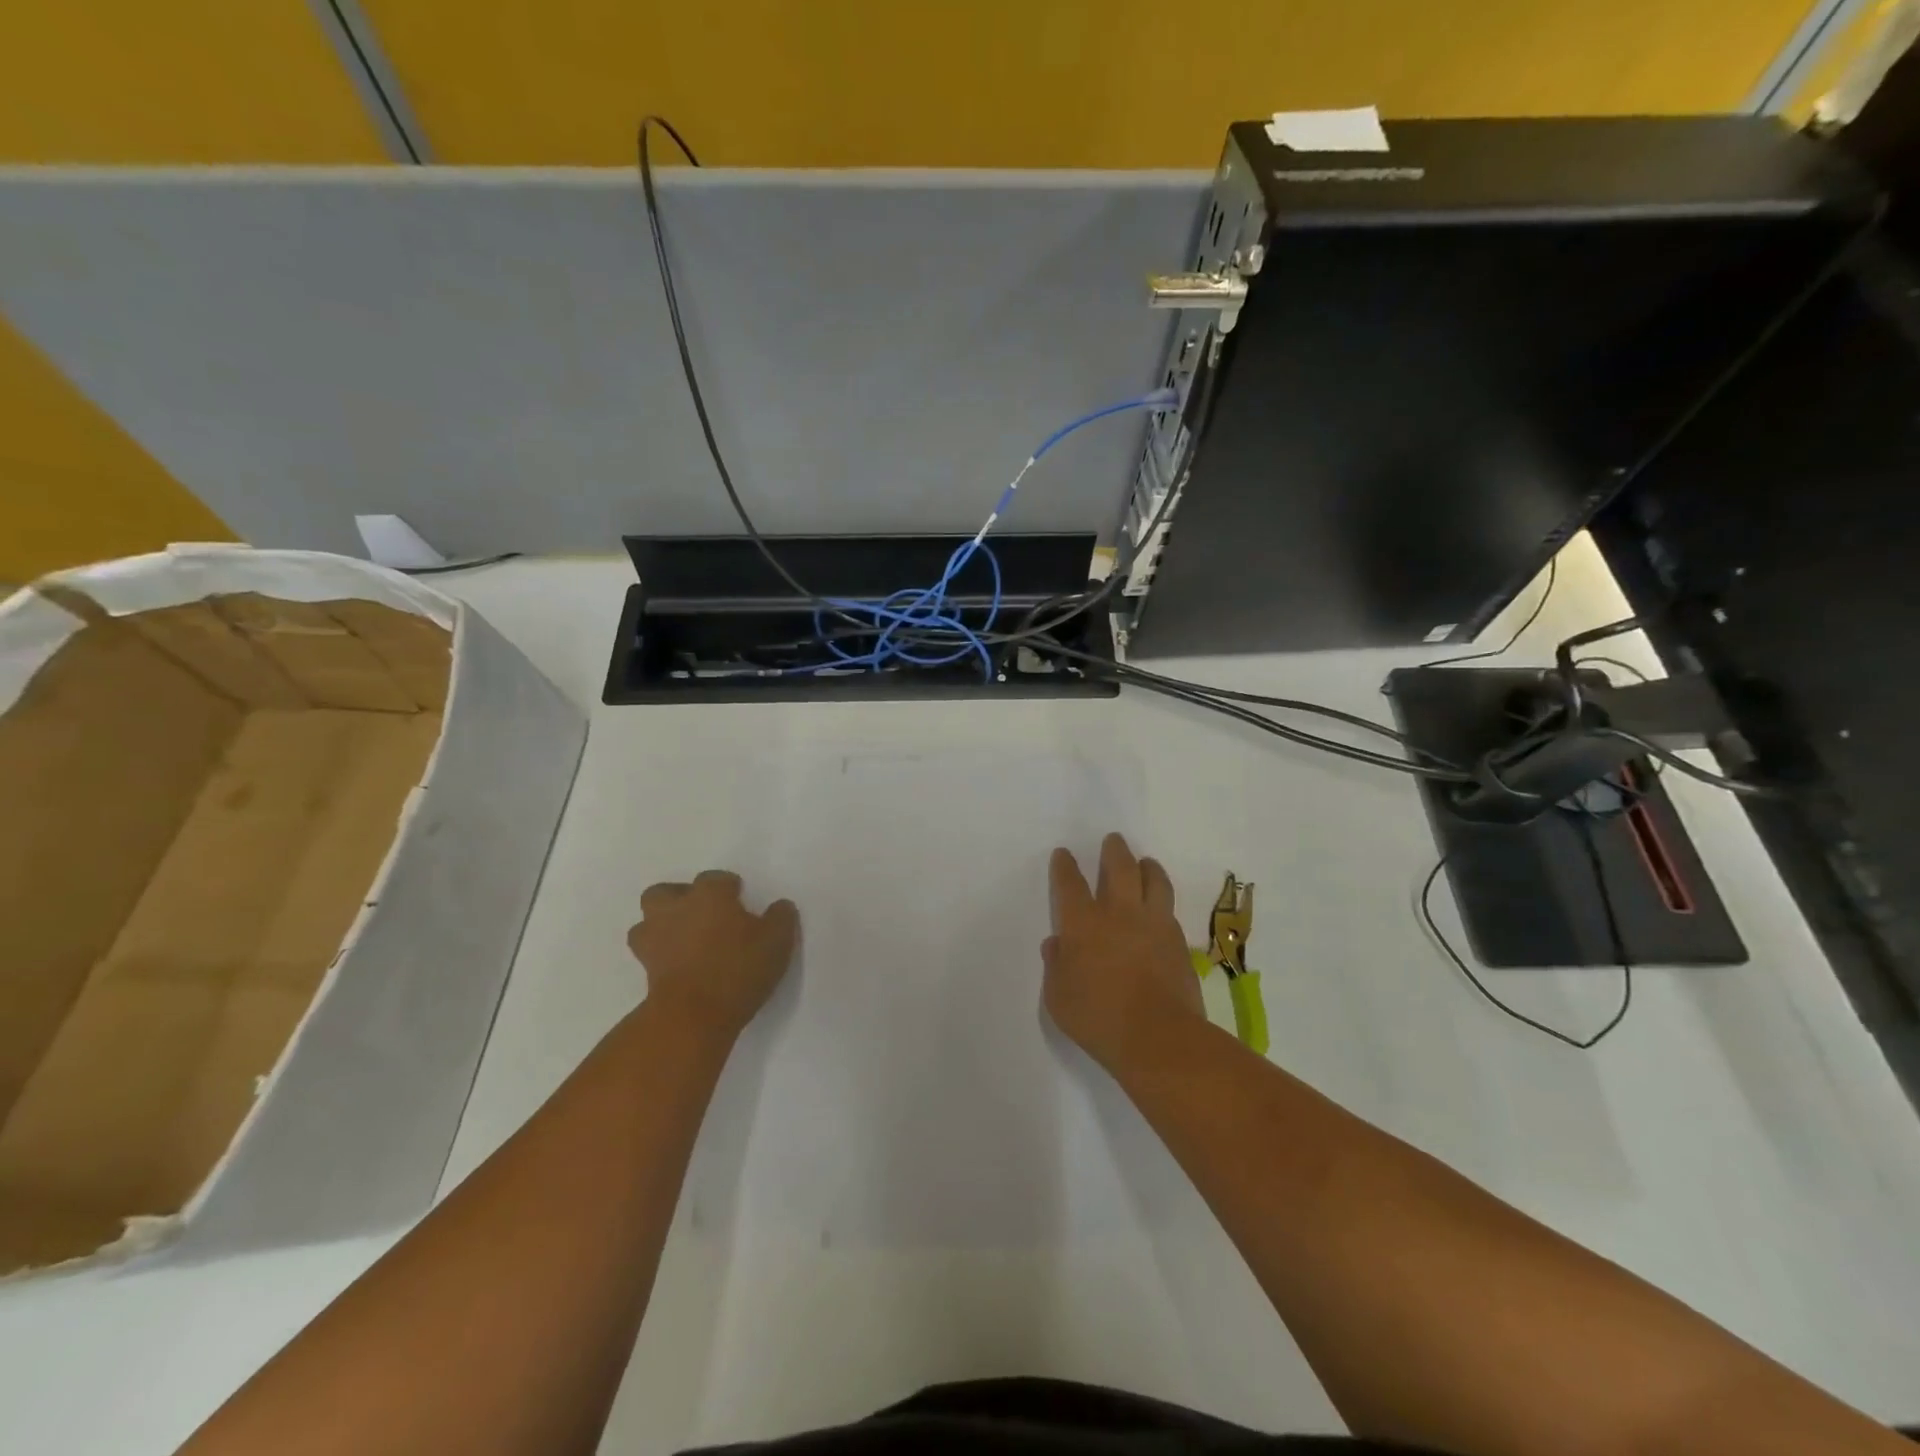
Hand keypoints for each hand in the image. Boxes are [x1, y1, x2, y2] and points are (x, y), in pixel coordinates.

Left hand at [627, 870, 798, 1040]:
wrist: (693, 1015)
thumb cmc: (738, 968)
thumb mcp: (777, 941)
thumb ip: (781, 918)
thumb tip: (780, 906)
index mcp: (709, 894)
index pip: (717, 878)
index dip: (730, 887)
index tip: (741, 900)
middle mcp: (677, 908)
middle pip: (668, 891)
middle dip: (682, 897)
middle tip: (704, 914)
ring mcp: (655, 937)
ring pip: (648, 919)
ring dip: (663, 923)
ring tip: (685, 937)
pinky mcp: (645, 968)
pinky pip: (648, 951)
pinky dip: (659, 953)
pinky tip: (678, 963)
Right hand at [1043, 833, 1205, 1072]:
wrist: (1158, 1036)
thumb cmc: (1098, 1018)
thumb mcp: (1058, 997)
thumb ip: (1056, 967)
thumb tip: (1057, 945)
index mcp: (1083, 923)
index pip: (1070, 883)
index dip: (1065, 866)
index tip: (1064, 855)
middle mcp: (1119, 913)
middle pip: (1119, 868)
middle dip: (1114, 851)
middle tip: (1113, 841)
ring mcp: (1154, 924)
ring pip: (1154, 881)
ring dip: (1147, 867)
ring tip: (1146, 862)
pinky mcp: (1179, 942)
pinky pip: (1169, 910)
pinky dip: (1162, 901)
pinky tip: (1159, 908)